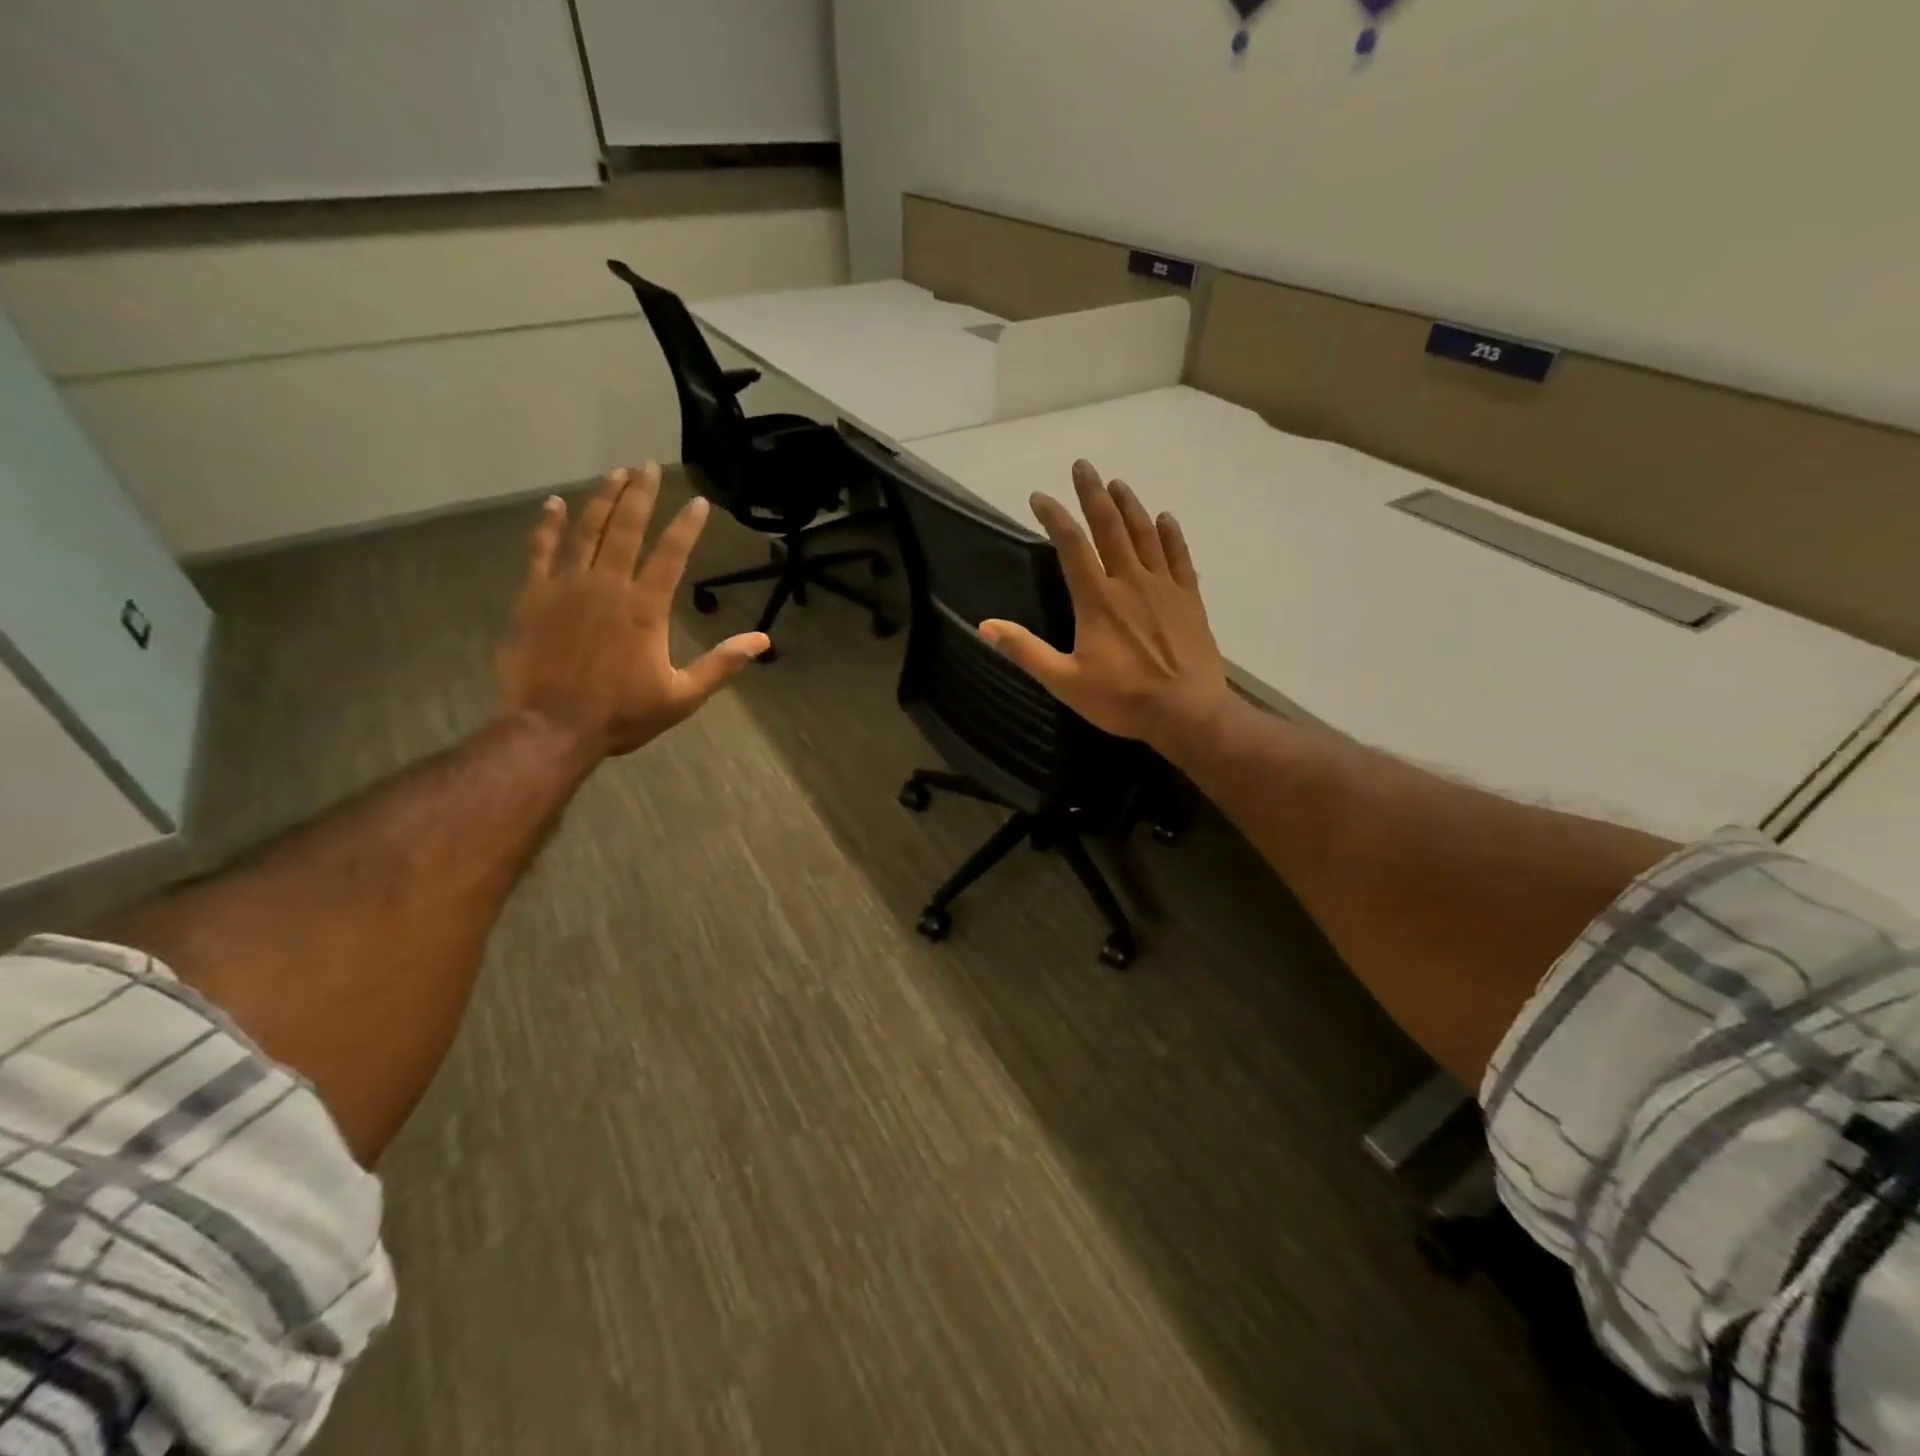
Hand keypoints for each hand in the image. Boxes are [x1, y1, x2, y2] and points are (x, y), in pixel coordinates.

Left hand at [495, 465, 767, 761]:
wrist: (550, 728)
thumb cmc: (621, 714)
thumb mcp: (683, 696)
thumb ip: (722, 663)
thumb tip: (763, 640)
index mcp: (646, 608)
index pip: (672, 554)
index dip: (687, 525)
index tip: (699, 502)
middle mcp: (608, 585)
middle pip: (627, 529)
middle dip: (641, 495)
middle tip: (648, 466)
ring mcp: (567, 586)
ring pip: (587, 530)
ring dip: (602, 499)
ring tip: (615, 473)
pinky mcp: (534, 596)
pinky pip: (541, 550)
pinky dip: (548, 525)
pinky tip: (555, 504)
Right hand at [979, 460, 1234, 755]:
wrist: (1187, 713)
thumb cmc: (1122, 699)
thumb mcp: (1064, 682)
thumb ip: (1025, 651)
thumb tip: (985, 626)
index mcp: (1097, 599)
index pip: (1072, 546)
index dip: (1055, 517)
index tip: (1039, 496)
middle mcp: (1130, 582)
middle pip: (1110, 527)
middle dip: (1093, 494)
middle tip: (1083, 466)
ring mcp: (1164, 587)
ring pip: (1145, 534)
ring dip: (1129, 506)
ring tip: (1117, 483)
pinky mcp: (1189, 599)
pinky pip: (1179, 557)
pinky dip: (1171, 534)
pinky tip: (1165, 518)